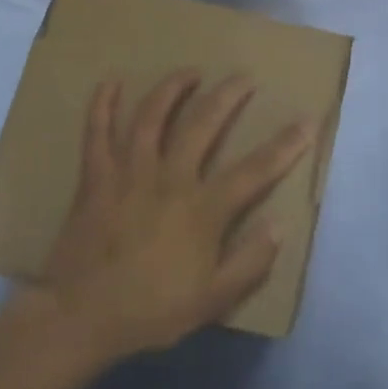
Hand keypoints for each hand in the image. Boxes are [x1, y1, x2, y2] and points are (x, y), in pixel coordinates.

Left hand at [37, 71, 312, 359]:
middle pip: (203, 125)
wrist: (81, 317)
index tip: (306, 122)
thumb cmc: (151, 310)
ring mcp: (129, 173)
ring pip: (152, 117)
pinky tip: (111, 82)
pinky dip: (102, 105)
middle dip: (228, 97)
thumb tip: (279, 226)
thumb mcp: (213, 300)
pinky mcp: (96, 177)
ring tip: (190, 72)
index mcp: (202, 210)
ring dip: (173, 89)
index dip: (284, 146)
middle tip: (244, 78)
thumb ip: (250, 262)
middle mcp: (169, 179)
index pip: (254, 171)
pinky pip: (97, 133)